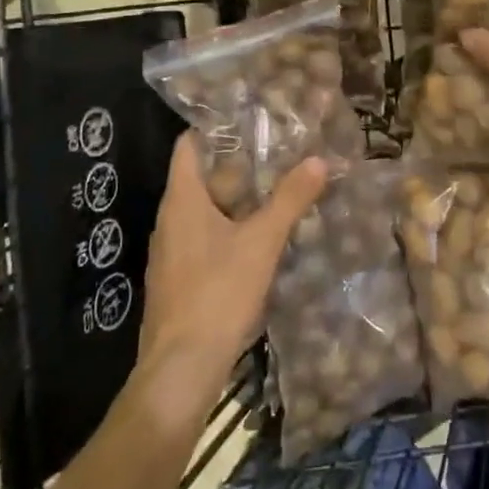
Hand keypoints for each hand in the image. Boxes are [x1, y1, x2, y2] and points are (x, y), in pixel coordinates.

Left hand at [135, 133, 326, 423]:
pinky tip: (262, 236)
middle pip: (202, 177)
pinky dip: (231, 228)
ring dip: (239, 198)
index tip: (250, 118)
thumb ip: (289, 200)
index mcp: (182, 200)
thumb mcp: (261, 242)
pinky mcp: (180, 278)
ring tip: (279, 186)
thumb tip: (318, 159)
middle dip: (240, 164)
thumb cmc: (217, 294)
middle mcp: (170, 219)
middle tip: (280, 150)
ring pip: (206, 210)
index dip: (214, 128)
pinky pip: (206, 238)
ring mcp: (173, 251)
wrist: (180, 369)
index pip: (189, 145)